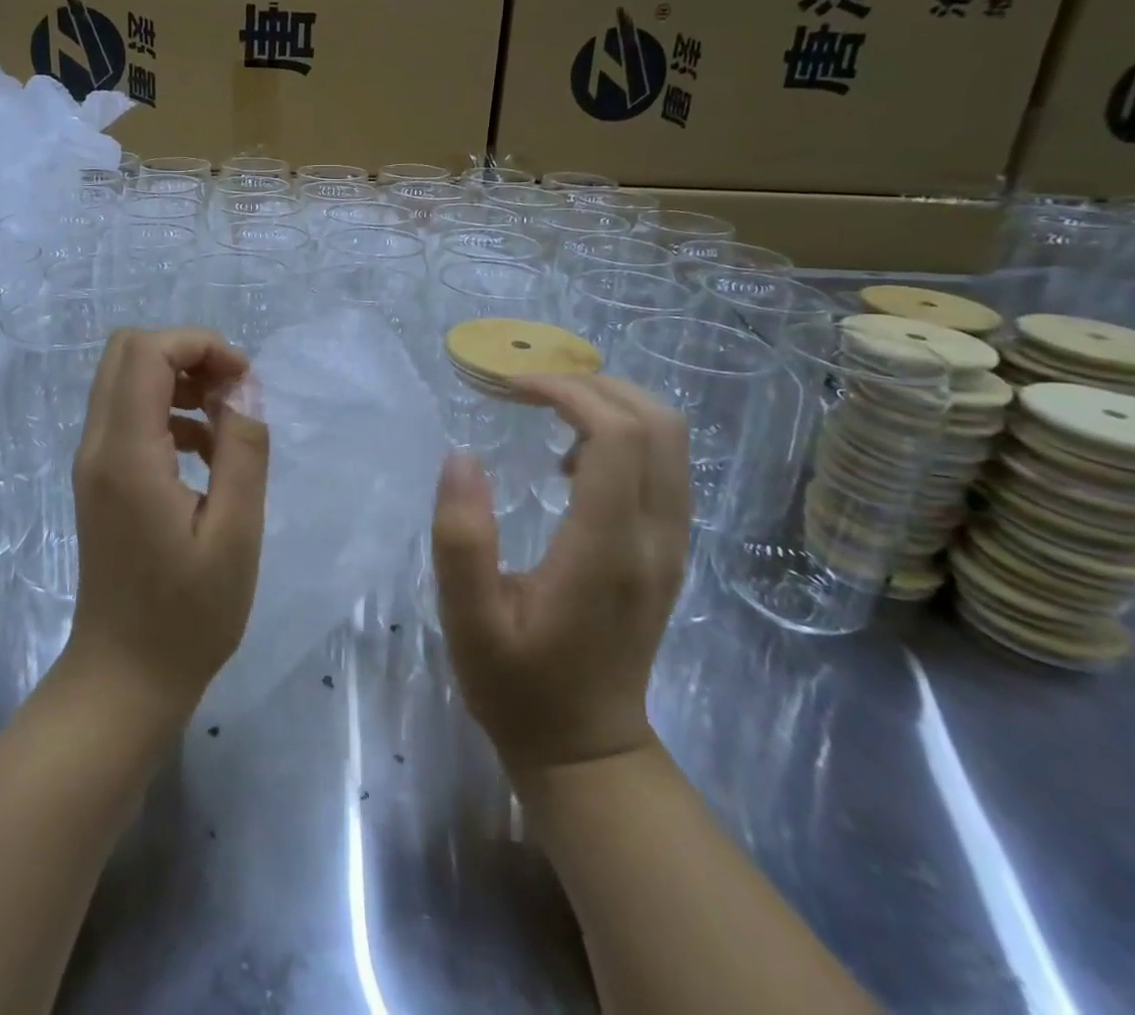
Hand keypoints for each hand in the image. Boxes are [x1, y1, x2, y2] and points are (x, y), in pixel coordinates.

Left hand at [66, 328, 270, 718]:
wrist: (124, 678)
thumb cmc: (188, 616)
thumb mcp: (236, 534)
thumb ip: (243, 451)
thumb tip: (242, 391)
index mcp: (127, 455)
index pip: (145, 352)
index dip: (199, 344)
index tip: (243, 380)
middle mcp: (98, 447)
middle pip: (127, 352)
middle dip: (187, 355)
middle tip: (233, 391)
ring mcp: (93, 463)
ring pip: (126, 380)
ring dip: (178, 381)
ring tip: (226, 422)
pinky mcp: (100, 480)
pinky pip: (129, 415)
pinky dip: (168, 411)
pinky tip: (205, 452)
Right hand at [430, 374, 688, 774]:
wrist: (587, 749)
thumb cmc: (519, 685)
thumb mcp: (469, 620)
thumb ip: (461, 539)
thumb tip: (462, 456)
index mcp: (608, 549)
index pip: (619, 436)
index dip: (569, 392)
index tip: (513, 387)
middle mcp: (657, 537)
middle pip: (658, 424)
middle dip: (594, 385)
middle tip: (530, 390)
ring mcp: (673, 544)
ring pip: (671, 440)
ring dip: (612, 405)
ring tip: (547, 415)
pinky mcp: (670, 549)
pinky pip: (665, 465)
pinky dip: (625, 435)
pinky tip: (572, 458)